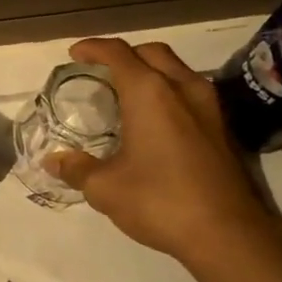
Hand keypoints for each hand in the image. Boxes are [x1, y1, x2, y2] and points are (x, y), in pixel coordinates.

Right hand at [45, 38, 281, 264]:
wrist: (227, 233)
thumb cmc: (160, 201)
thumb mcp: (106, 188)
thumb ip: (77, 168)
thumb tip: (54, 160)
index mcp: (149, 93)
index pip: (117, 53)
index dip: (93, 48)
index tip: (75, 53)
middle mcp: (182, 88)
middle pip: (152, 53)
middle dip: (125, 55)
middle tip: (103, 72)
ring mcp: (208, 106)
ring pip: (176, 70)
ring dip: (151, 72)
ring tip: (127, 96)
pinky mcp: (222, 128)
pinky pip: (190, 93)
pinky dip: (168, 93)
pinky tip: (156, 122)